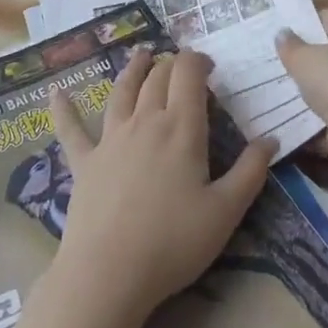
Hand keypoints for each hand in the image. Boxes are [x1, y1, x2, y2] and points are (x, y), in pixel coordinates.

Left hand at [48, 47, 276, 327]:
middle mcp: (145, 121)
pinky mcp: (83, 162)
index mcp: (181, 128)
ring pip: (122, 92)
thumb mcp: (226, 210)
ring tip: (140, 54)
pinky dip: (63, 109)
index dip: (197, 61)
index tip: (209, 64)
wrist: (109, 273)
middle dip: (171, 64)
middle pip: (157, 79)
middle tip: (181, 64)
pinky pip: (72, 129)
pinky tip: (55, 93)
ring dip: (132, 69)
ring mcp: (110, 139)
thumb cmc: (174, 242)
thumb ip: (251, 171)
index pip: (188, 75)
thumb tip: (272, 138)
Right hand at [275, 9, 327, 197]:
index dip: (304, 21)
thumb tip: (282, 34)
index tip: (277, 30)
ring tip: (271, 90)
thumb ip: (291, 47)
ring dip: (306, 92)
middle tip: (268, 61)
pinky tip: (286, 120)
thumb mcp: (306, 60)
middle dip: (302, 59)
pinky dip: (313, 121)